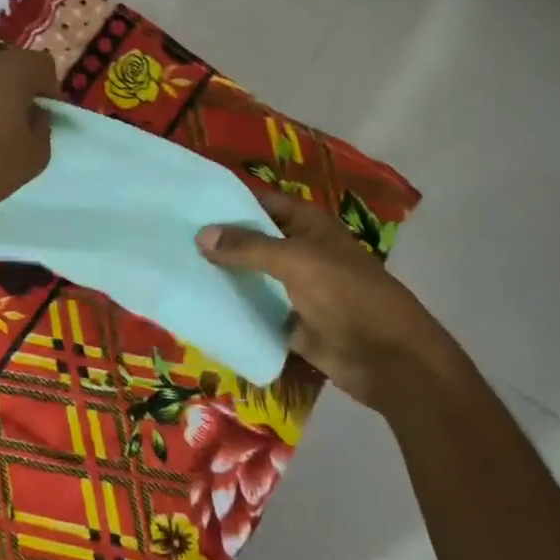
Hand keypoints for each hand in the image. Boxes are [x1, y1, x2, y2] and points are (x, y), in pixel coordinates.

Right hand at [196, 187, 468, 410]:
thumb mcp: (296, 261)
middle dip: (218, 240)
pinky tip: (198, 306)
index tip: (186, 202)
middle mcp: (300, 251)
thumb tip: (201, 235)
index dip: (229, 200)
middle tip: (170, 237)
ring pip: (252, 276)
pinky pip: (256, 310)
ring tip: (175, 268)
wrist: (388, 359)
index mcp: (308, 225)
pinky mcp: (291, 323)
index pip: (261, 203)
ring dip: (222, 275)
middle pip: (253, 240)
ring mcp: (295, 289)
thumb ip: (248, 247)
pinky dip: (234, 309)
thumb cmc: (347, 295)